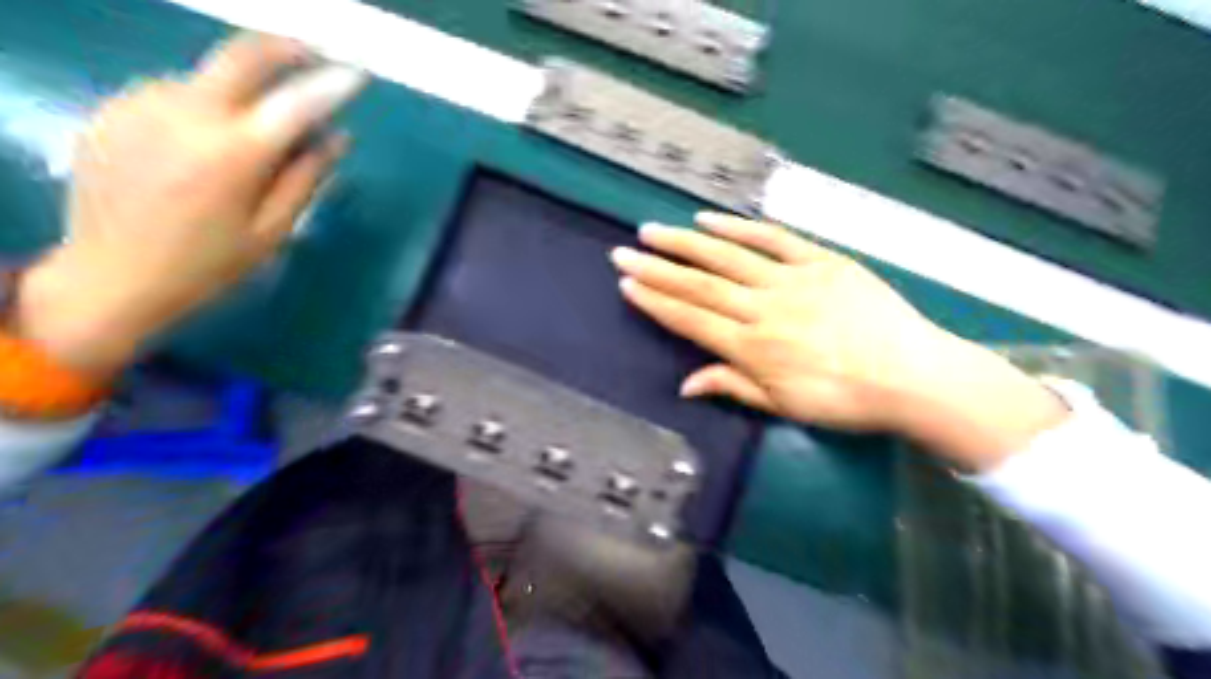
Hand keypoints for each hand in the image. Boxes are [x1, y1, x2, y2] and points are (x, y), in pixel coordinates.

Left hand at [14, 32, 364, 382]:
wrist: (111, 276)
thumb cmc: (209, 263)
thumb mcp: (273, 230)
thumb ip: (306, 177)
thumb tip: (337, 137)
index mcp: (234, 154)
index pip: (295, 102)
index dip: (331, 85)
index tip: (356, 75)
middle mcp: (186, 114)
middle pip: (241, 56)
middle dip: (284, 49)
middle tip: (313, 57)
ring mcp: (142, 105)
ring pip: (208, 77)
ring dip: (240, 92)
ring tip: (252, 132)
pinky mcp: (114, 109)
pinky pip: (174, 93)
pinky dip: (203, 106)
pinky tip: (204, 142)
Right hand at [611, 214, 1061, 469]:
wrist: (913, 375)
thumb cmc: (845, 400)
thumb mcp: (784, 407)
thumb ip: (733, 387)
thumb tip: (685, 385)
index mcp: (753, 348)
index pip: (691, 320)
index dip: (656, 301)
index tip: (627, 284)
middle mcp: (764, 309)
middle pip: (700, 285)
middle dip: (656, 268)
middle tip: (623, 252)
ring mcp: (792, 280)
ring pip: (728, 257)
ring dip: (686, 243)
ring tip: (652, 230)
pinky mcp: (821, 261)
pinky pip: (774, 239)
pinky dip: (740, 228)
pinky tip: (709, 219)